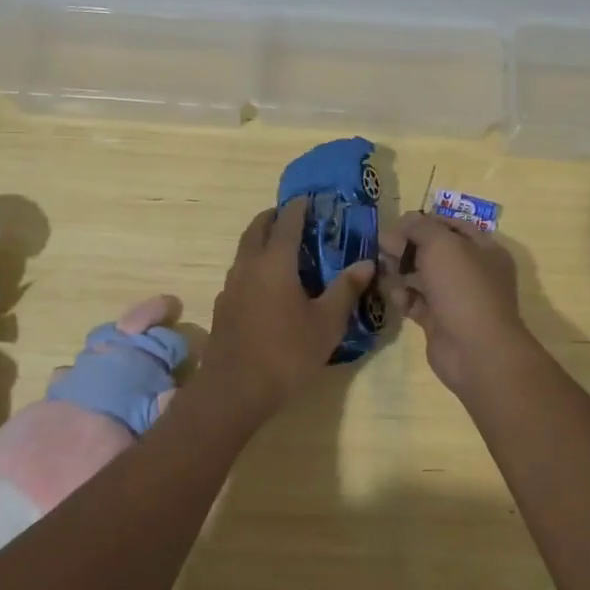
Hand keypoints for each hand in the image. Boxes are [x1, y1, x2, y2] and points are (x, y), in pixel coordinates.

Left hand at [198, 198, 375, 416]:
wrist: (234, 390)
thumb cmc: (286, 353)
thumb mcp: (326, 323)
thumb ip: (346, 289)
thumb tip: (366, 263)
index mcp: (275, 262)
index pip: (287, 221)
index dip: (299, 207)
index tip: (310, 199)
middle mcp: (248, 265)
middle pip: (258, 228)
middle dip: (275, 217)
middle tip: (295, 218)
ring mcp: (231, 286)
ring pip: (245, 250)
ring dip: (262, 240)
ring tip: (284, 250)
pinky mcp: (222, 306)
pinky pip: (240, 273)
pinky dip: (254, 265)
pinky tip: (268, 286)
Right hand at [380, 212, 531, 394]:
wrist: (476, 351)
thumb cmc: (463, 288)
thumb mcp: (441, 245)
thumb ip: (419, 227)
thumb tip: (401, 223)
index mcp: (484, 249)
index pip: (451, 226)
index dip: (424, 222)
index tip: (397, 224)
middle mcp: (473, 272)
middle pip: (434, 251)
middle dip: (407, 247)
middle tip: (381, 246)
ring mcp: (456, 299)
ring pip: (423, 277)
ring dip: (401, 271)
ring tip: (381, 269)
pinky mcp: (440, 322)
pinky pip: (417, 303)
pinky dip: (404, 297)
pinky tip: (394, 296)